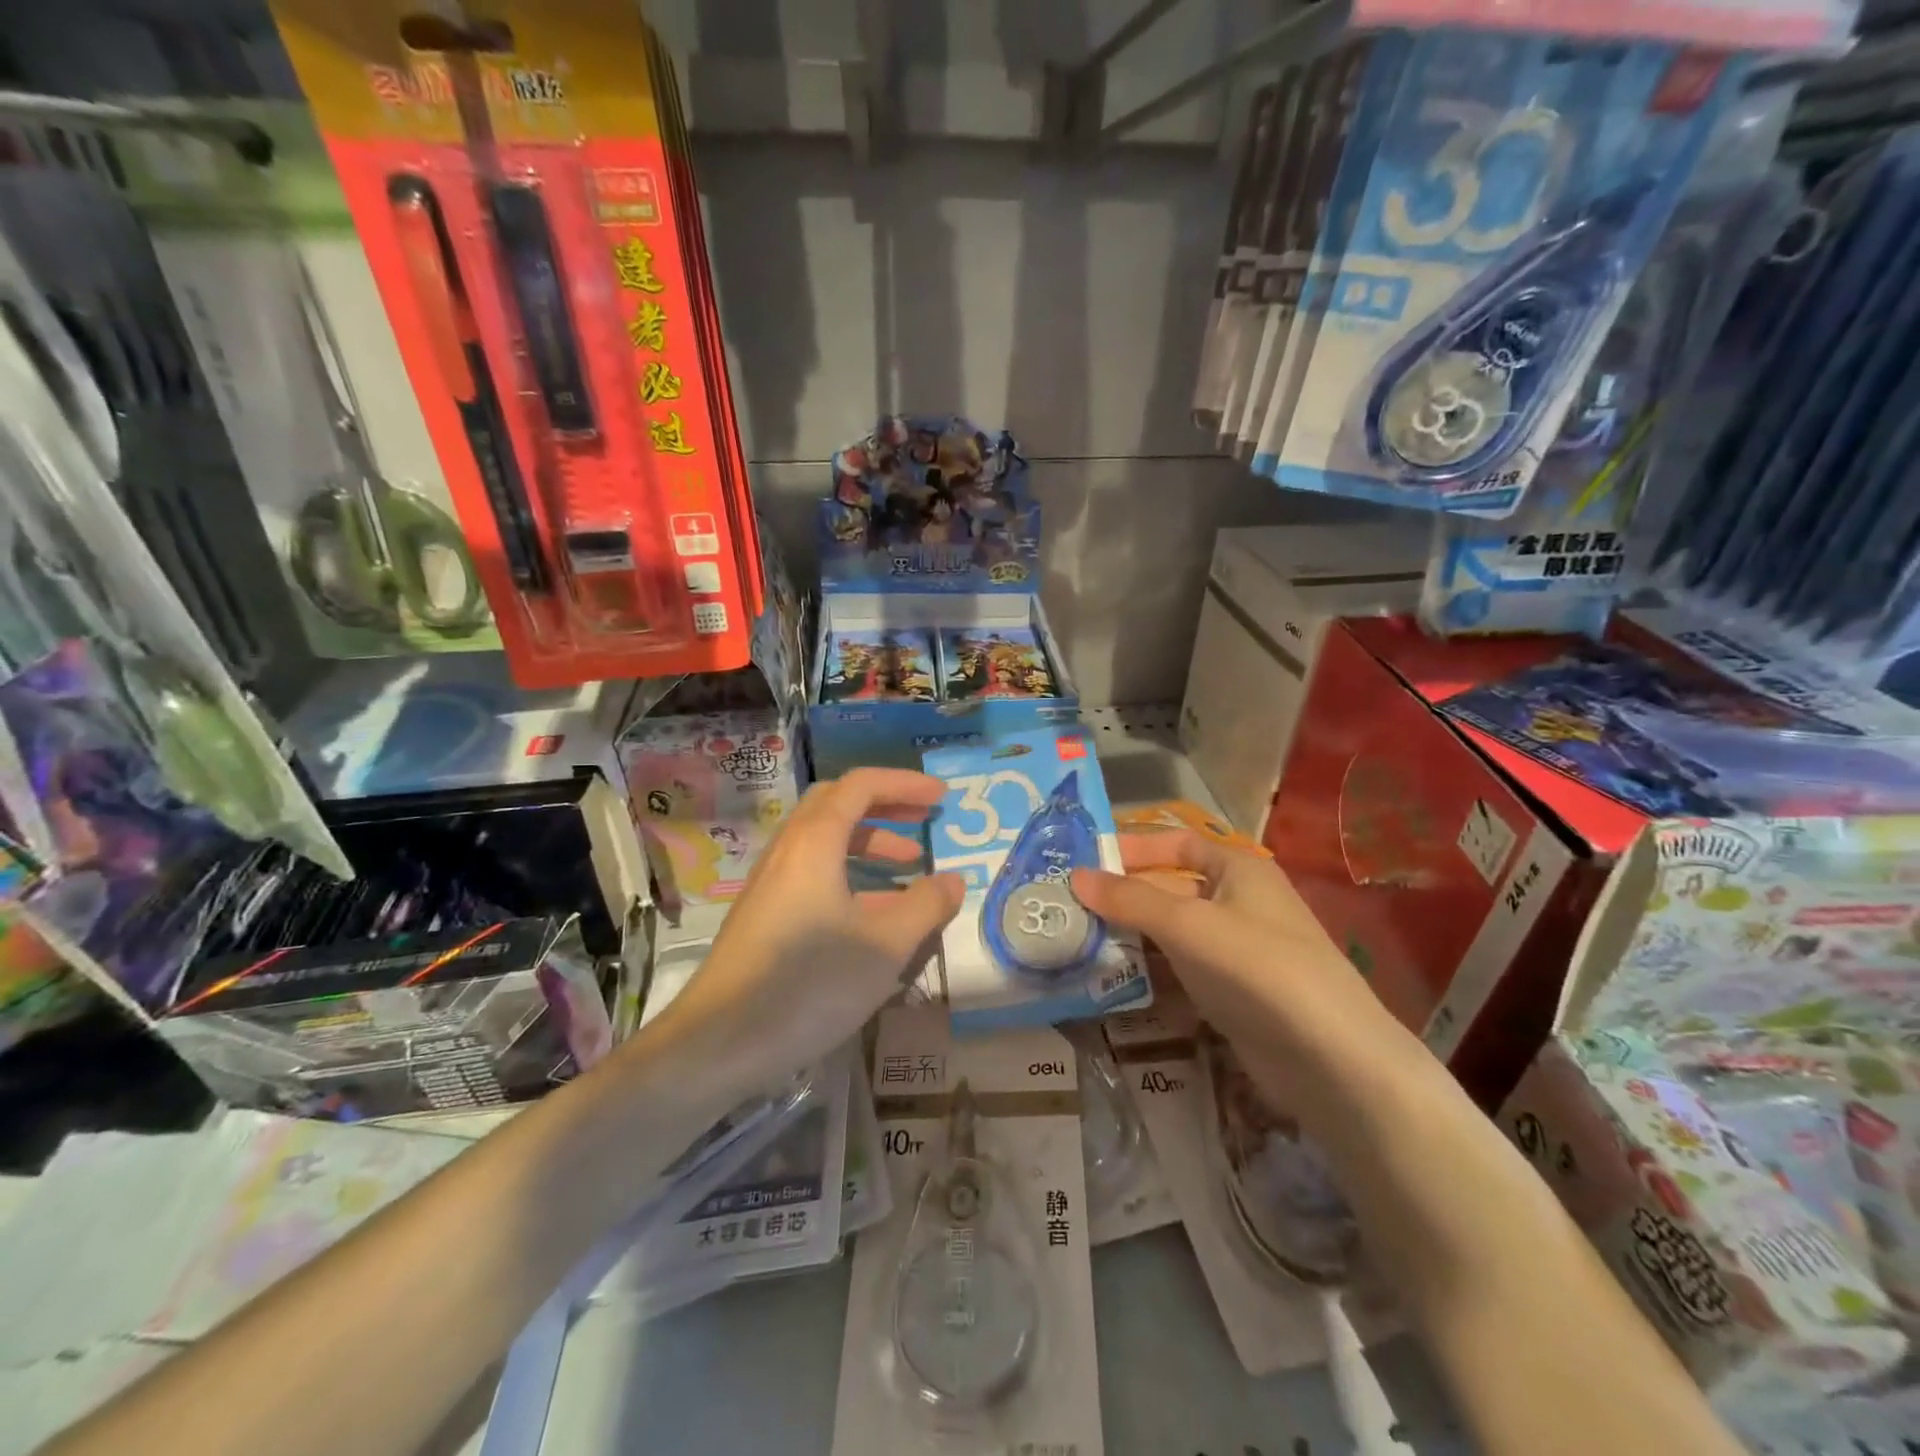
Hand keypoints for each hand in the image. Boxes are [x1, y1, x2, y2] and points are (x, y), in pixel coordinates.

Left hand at [648, 768, 964, 1094]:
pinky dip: (850, 873)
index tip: (942, 797)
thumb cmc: (809, 983)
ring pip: (824, 841)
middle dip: (885, 805)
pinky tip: (873, 913)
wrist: (719, 1042)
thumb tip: (953, 880)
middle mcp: (788, 851)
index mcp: (814, 842)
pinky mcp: (764, 915)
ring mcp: (771, 884)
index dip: (904, 784)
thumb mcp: (885, 945)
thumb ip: (925, 906)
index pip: (861, 786)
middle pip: (837, 804)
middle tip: (923, 819)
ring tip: (910, 865)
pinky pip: (813, 873)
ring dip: (869, 842)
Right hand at [1072, 830, 1405, 1111]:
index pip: (1177, 844)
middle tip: (1070, 905)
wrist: (1331, 1059)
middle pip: (1171, 887)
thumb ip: (1130, 899)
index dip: (1133, 848)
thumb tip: (1075, 876)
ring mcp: (1238, 948)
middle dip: (1125, 895)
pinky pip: (1183, 967)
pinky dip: (1152, 967)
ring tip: (1079, 938)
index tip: (1086, 861)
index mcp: (1238, 868)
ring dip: (1133, 933)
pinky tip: (1115, 977)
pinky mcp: (1234, 990)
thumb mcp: (1187, 924)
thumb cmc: (1257, 967)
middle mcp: (1239, 900)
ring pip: (1174, 930)